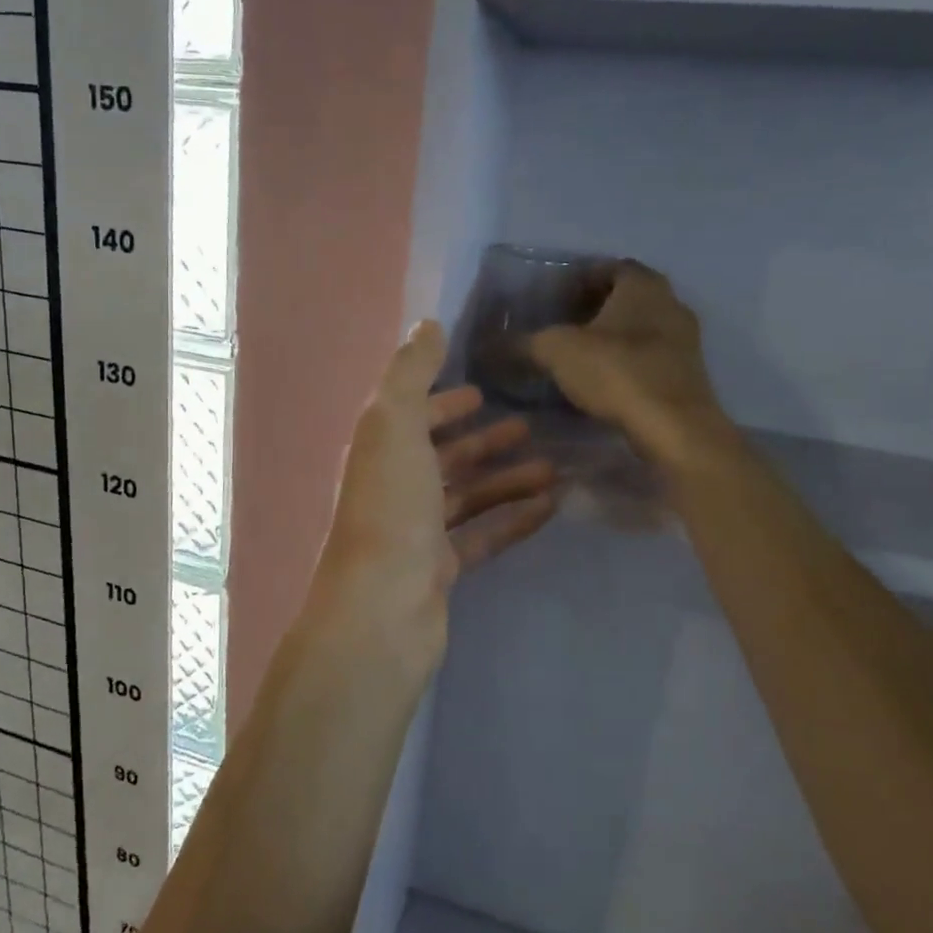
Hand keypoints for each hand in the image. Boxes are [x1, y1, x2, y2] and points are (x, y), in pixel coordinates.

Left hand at [312, 320, 555, 671]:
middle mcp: (394, 488)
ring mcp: (416, 533)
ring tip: (553, 465)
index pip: (410, 416)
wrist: (381, 609)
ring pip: (467, 496)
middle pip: (442, 457)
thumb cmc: (390, 507)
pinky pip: (482, 535)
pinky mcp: (440, 570)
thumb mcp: (395, 424)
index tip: (482, 390)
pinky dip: (512, 519)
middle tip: (530, 426)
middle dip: (482, 440)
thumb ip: (411, 373)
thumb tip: (427, 324)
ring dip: (506, 478)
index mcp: (378, 451)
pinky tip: (551, 505)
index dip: (442, 401)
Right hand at [529, 262, 739, 471]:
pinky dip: (626, 362)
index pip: (609, 267)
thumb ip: (523, 342)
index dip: (580, 279)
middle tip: (562, 325)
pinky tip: (603, 381)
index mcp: (643, 284)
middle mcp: (671, 303)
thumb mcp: (556, 351)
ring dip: (612, 337)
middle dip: (595, 308)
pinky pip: (650, 356)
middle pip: (627, 297)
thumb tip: (490, 345)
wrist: (674, 428)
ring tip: (578, 356)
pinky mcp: (688, 374)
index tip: (554, 298)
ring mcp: (685, 340)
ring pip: (641, 328)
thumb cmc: (617, 372)